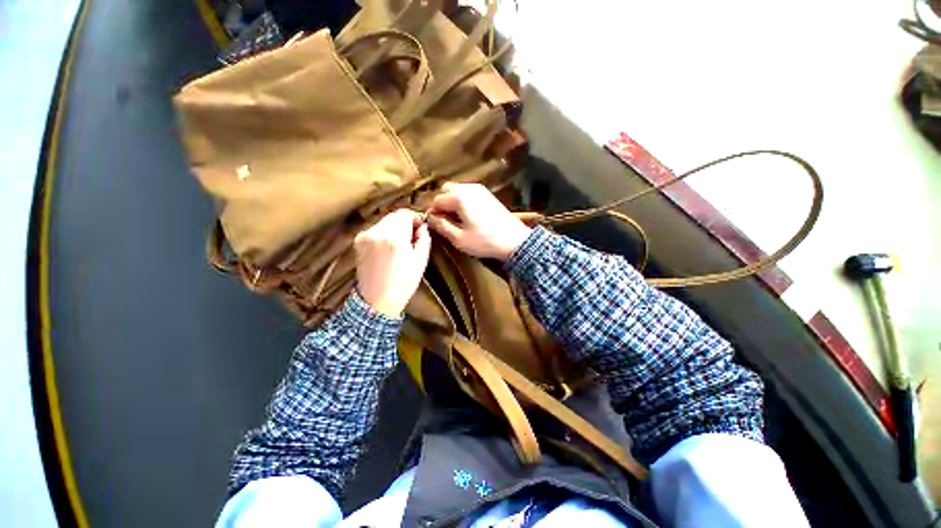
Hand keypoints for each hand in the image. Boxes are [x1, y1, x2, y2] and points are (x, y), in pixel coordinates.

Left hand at [354, 209, 430, 316]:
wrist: (377, 301)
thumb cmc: (403, 283)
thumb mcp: (421, 260)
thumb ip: (424, 238)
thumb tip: (422, 227)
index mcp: (393, 236)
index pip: (405, 213)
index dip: (415, 218)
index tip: (421, 227)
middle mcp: (376, 232)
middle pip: (393, 216)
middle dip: (405, 223)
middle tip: (413, 237)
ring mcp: (364, 236)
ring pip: (384, 222)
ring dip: (394, 228)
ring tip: (401, 245)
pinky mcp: (358, 242)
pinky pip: (375, 230)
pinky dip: (384, 234)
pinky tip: (389, 249)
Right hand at [427, 183, 531, 260]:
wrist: (514, 241)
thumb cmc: (484, 241)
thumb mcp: (459, 238)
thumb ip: (441, 226)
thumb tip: (430, 218)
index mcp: (459, 197)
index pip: (436, 200)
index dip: (433, 213)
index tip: (435, 225)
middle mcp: (468, 188)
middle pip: (446, 190)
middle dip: (442, 204)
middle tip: (445, 221)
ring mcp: (480, 190)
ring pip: (457, 190)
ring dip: (452, 202)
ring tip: (456, 220)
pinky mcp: (487, 195)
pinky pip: (468, 193)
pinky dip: (462, 202)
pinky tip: (467, 216)